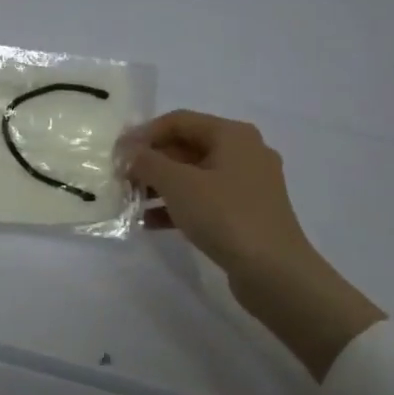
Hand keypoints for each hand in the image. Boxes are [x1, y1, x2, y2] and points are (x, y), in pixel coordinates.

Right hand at [124, 110, 383, 375]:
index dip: (144, 134)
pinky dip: (179, 206)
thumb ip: (147, 162)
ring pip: (195, 176)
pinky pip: (206, 200)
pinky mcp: (248, 214)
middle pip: (186, 147)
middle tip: (122, 179)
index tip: (117, 154)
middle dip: (151, 162)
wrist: (275, 273)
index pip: (178, 121)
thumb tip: (129, 152)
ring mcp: (248, 185)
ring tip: (131, 202)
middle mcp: (244, 153)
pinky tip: (151, 223)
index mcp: (232, 134)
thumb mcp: (178, 183)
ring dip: (161, 186)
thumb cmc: (225, 215)